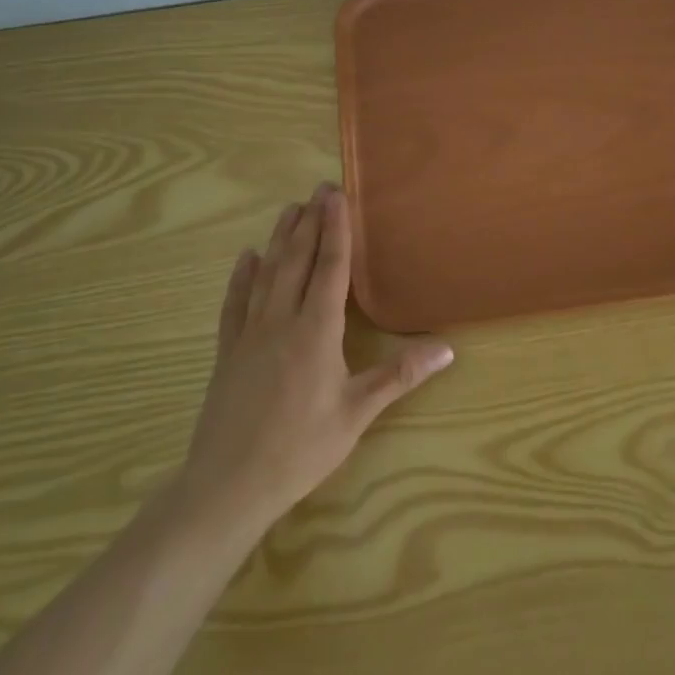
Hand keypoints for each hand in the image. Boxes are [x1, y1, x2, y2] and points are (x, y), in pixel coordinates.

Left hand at [179, 184, 454, 529]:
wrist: (228, 485)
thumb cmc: (300, 448)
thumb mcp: (357, 414)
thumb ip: (400, 375)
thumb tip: (447, 348)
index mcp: (316, 331)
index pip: (330, 268)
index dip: (336, 230)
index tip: (337, 196)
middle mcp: (281, 321)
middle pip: (297, 261)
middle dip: (309, 222)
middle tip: (319, 189)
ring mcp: (249, 334)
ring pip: (266, 274)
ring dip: (279, 239)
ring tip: (288, 209)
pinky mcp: (227, 352)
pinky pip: (235, 303)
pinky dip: (241, 277)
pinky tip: (245, 258)